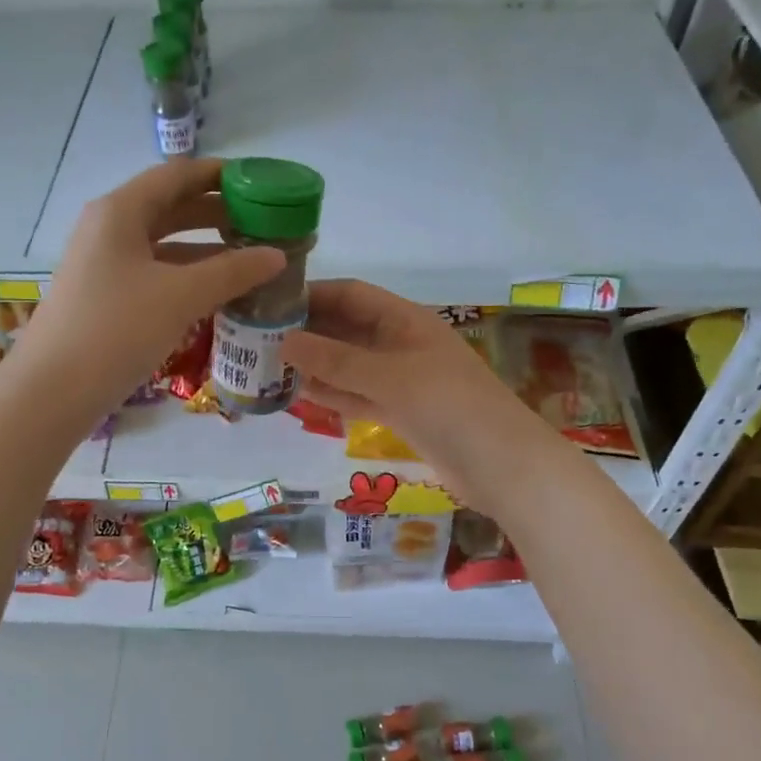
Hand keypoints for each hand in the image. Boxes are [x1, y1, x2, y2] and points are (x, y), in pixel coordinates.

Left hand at [19, 159, 284, 418]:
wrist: (52, 392)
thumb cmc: (115, 330)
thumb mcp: (180, 296)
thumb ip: (232, 271)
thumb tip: (277, 255)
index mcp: (121, 211)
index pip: (179, 175)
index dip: (222, 175)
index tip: (264, 185)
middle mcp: (110, 228)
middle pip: (172, 207)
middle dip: (220, 214)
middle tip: (266, 225)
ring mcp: (105, 264)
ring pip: (165, 245)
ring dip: (207, 249)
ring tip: (252, 259)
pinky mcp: (106, 297)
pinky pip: (156, 274)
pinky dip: (189, 277)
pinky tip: (219, 293)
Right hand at [282, 281, 545, 500]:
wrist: (503, 466)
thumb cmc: (450, 407)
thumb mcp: (390, 378)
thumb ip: (337, 361)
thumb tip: (284, 341)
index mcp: (405, 321)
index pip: (351, 295)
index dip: (313, 294)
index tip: (270, 302)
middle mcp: (400, 344)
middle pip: (346, 329)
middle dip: (307, 332)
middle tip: (257, 339)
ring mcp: (400, 380)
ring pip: (348, 366)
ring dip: (313, 366)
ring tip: (267, 367)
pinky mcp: (400, 413)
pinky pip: (357, 396)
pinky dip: (331, 394)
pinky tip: (297, 395)